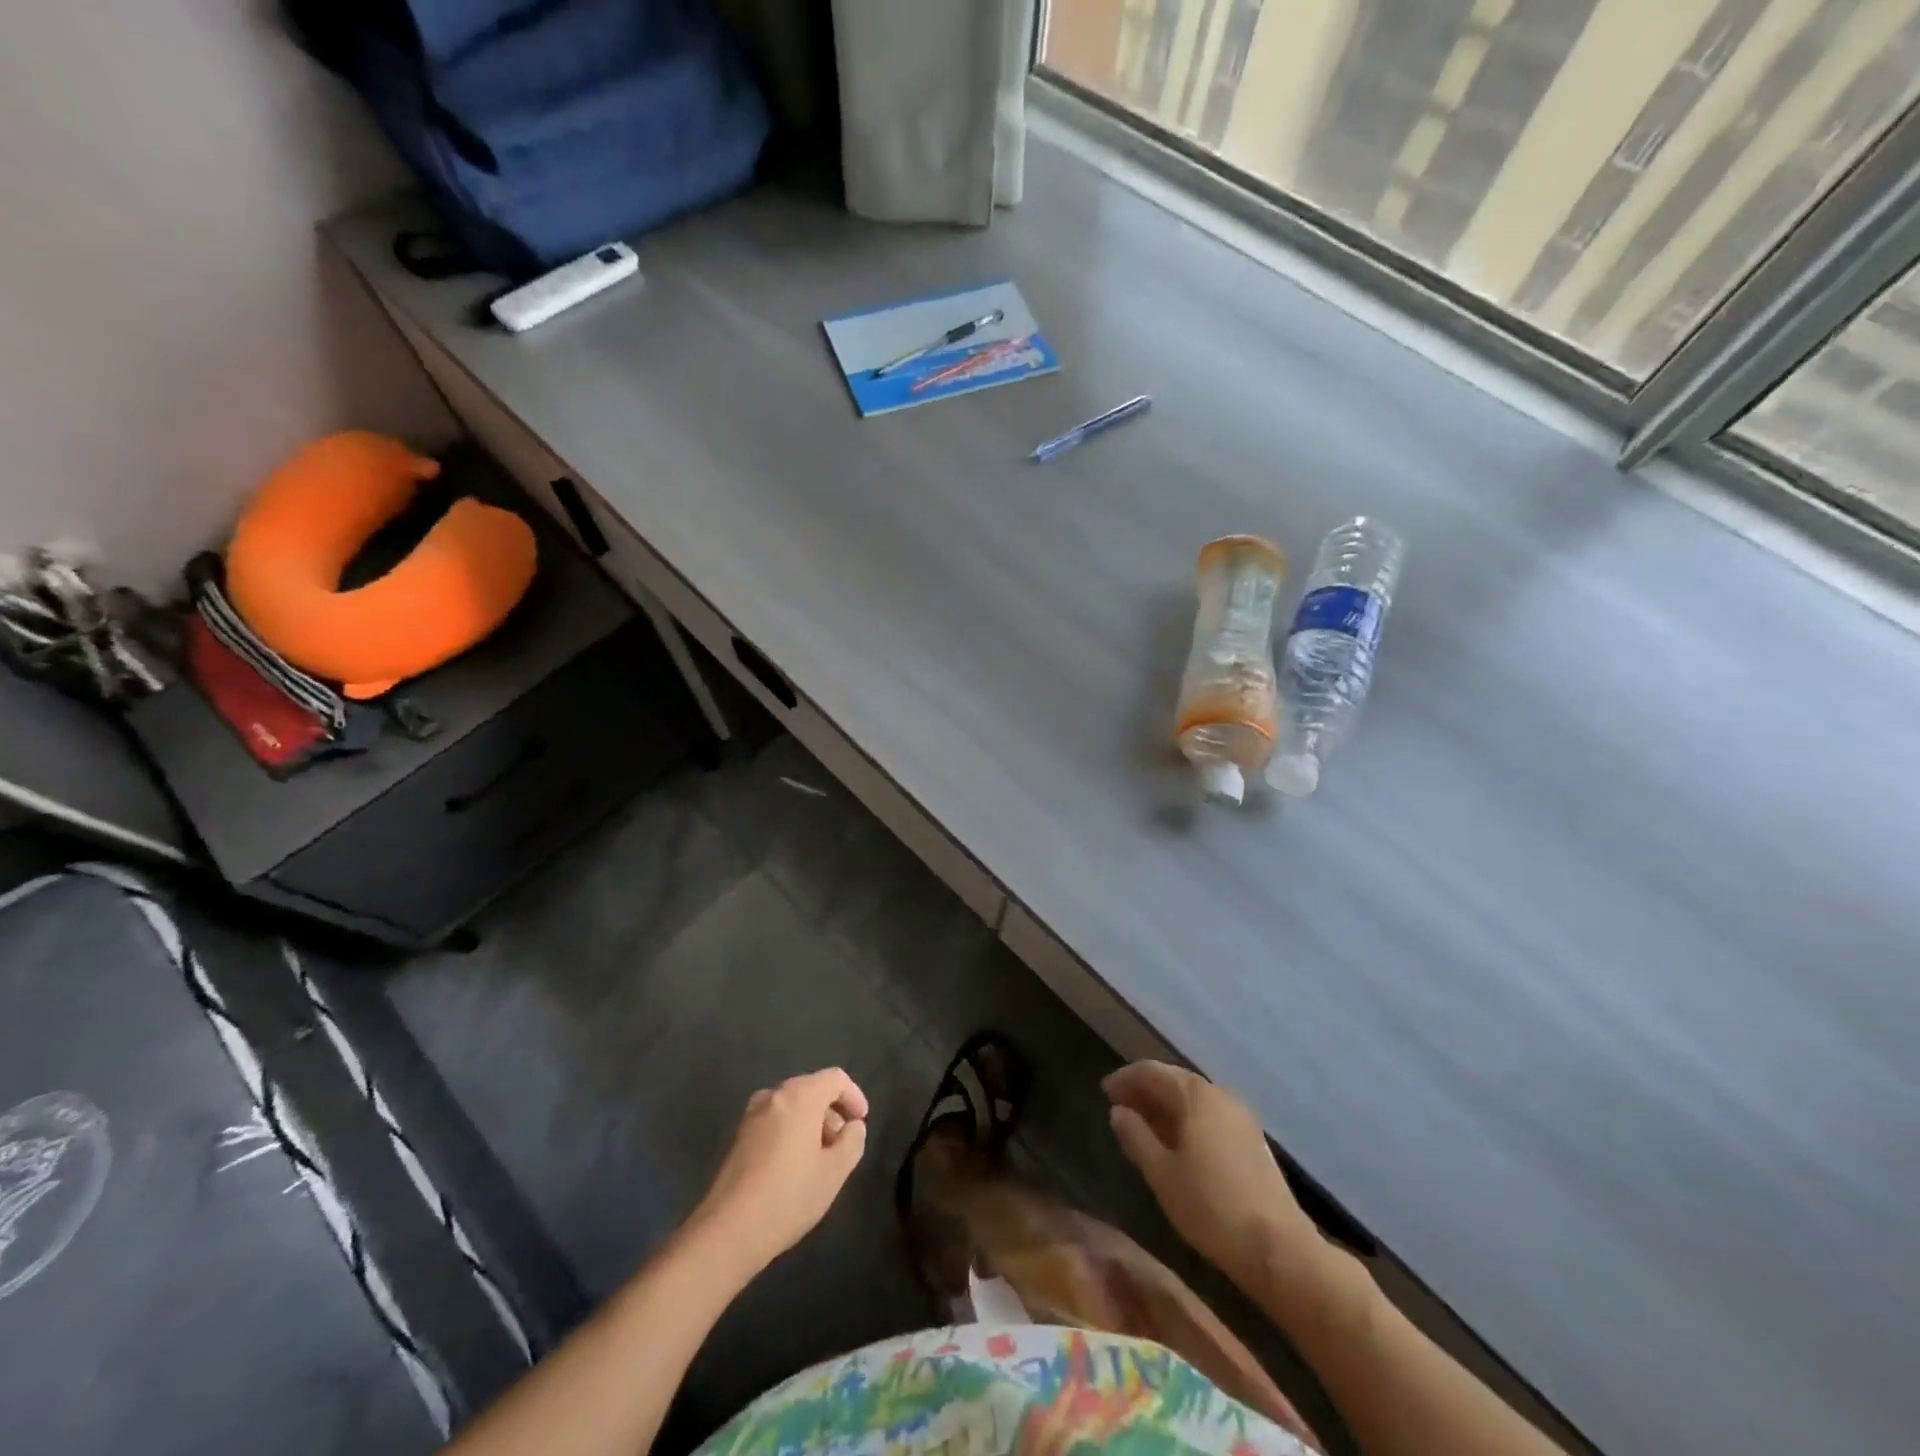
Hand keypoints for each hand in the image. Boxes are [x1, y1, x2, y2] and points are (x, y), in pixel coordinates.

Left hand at [690, 1068, 868, 1276]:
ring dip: (811, 1123)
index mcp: (800, 1095)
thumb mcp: (835, 1172)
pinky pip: (774, 1121)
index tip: (861, 1123)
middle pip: (812, 1089)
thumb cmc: (789, 1196)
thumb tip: (852, 1127)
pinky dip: (791, 1132)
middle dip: (832, 1112)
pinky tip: (793, 1167)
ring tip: (820, 1158)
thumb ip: (852, 1141)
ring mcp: (752, 1115)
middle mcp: (774, 1095)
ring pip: (792, 1106)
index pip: (835, 1079)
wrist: (728, 1231)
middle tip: (842, 1144)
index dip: (854, 1096)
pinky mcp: (738, 1136)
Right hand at [1104, 1061, 1322, 1287]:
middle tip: (1119, 1106)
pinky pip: (1210, 1115)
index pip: (1152, 1072)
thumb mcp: (1161, 1173)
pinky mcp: (1252, 1138)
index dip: (1125, 1078)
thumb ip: (1136, 1136)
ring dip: (1166, 1105)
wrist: (1278, 1247)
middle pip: (1174, 1081)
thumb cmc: (1210, 1206)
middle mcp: (1219, 1094)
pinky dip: (1187, 1119)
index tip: (1104, 1091)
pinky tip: (1176, 1141)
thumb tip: (1119, 1111)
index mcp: (1195, 1095)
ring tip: (1143, 1124)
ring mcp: (1240, 1116)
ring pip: (1194, 1099)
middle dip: (1145, 1090)